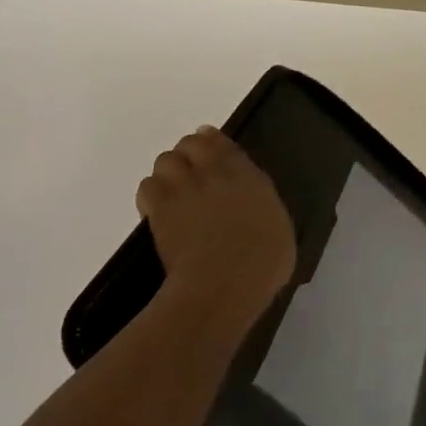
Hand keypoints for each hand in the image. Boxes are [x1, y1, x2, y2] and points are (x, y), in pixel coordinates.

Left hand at [136, 127, 294, 322]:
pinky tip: (159, 212)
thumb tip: (253, 208)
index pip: (222, 143)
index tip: (210, 151)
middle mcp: (214, 172)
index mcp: (248, 175)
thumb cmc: (263, 263)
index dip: (212, 143)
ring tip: (173, 193)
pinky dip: (152, 195)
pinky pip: (147, 186)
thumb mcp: (278, 229)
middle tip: (190, 174)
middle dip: (188, 154)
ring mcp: (184, 187)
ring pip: (165, 160)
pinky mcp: (159, 208)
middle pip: (190, 143)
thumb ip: (262, 208)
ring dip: (169, 173)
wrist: (224, 282)